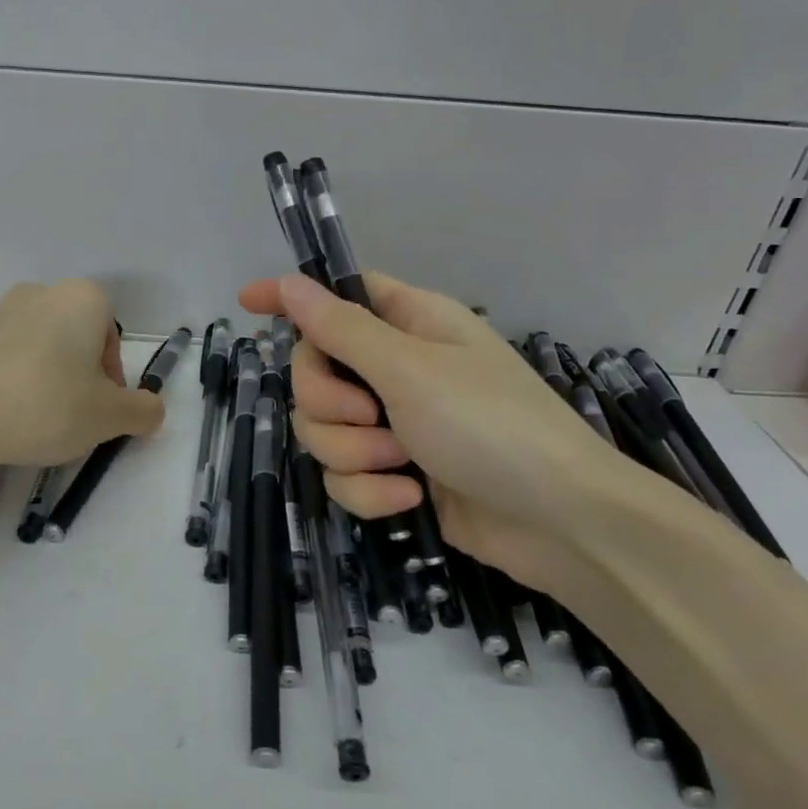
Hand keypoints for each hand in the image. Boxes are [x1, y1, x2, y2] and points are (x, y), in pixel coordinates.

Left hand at [0, 280, 165, 472]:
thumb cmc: (45, 406)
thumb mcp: (109, 417)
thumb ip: (143, 411)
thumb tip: (150, 410)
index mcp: (81, 298)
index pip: (112, 335)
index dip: (112, 377)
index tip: (101, 409)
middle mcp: (39, 292)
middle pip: (75, 338)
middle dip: (80, 375)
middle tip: (73, 417)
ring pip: (39, 346)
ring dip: (46, 377)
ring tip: (35, 421)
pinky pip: (3, 357)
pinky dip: (11, 380)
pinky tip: (3, 416)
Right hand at [239, 271, 647, 591]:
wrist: (562, 524)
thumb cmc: (492, 424)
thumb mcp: (410, 369)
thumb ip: (341, 329)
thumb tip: (290, 284)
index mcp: (409, 323)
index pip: (337, 294)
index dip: (292, 296)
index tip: (246, 302)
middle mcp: (396, 367)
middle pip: (315, 370)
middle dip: (329, 402)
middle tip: (369, 417)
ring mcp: (395, 422)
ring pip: (323, 427)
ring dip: (353, 451)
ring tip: (400, 465)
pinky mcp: (395, 473)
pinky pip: (346, 473)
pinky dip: (369, 490)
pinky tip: (408, 499)